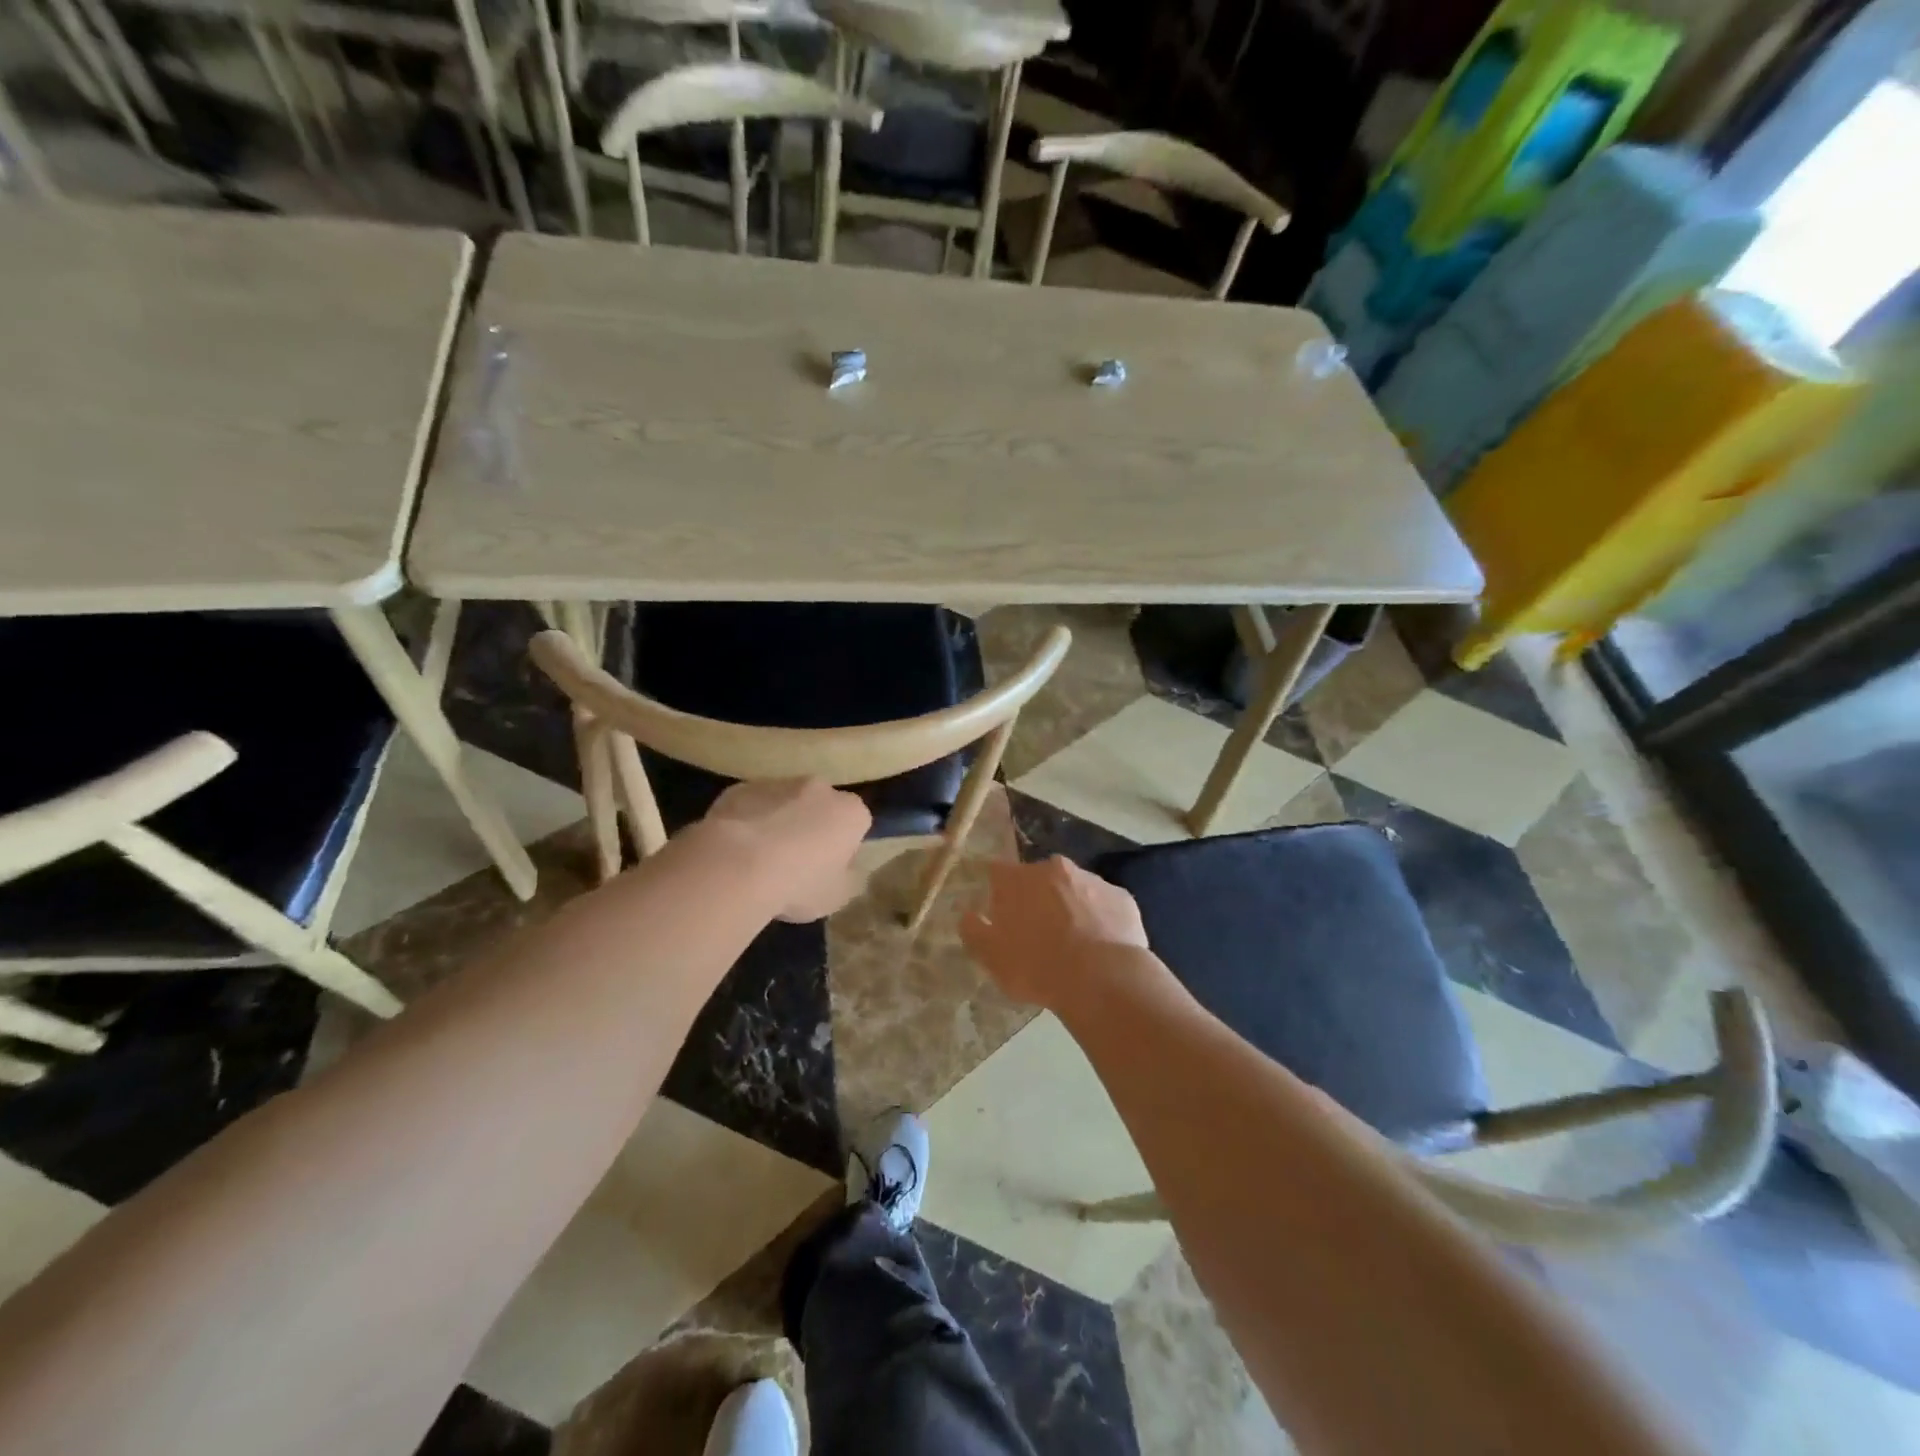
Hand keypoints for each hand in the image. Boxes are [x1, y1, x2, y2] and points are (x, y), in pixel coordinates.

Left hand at [700, 779, 871, 921]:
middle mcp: (820, 788)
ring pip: (785, 802)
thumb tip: (848, 869)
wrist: (735, 867)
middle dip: (812, 826)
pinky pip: (752, 805)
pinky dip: (749, 820)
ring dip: (780, 821)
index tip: (829, 867)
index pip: (857, 823)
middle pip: (821, 806)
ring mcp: (778, 783)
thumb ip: (849, 878)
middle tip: (796, 861)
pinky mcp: (742, 787)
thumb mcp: (837, 897)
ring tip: (760, 858)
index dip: (844, 845)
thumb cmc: (798, 884)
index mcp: (850, 812)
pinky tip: (735, 849)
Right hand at [960, 856, 1149, 1008]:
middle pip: (1039, 878)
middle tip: (1038, 932)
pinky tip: (1100, 947)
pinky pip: (1104, 905)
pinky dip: (1100, 919)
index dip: (999, 892)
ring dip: (1070, 906)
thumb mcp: (991, 956)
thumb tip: (967, 913)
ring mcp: (1091, 879)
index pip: (998, 872)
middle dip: (1037, 898)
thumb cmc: (1036, 966)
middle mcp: (1054, 868)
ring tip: (1073, 943)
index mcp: (1017, 879)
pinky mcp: (1121, 897)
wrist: (1102, 977)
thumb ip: (973, 930)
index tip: (1001, 915)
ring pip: (1074, 889)